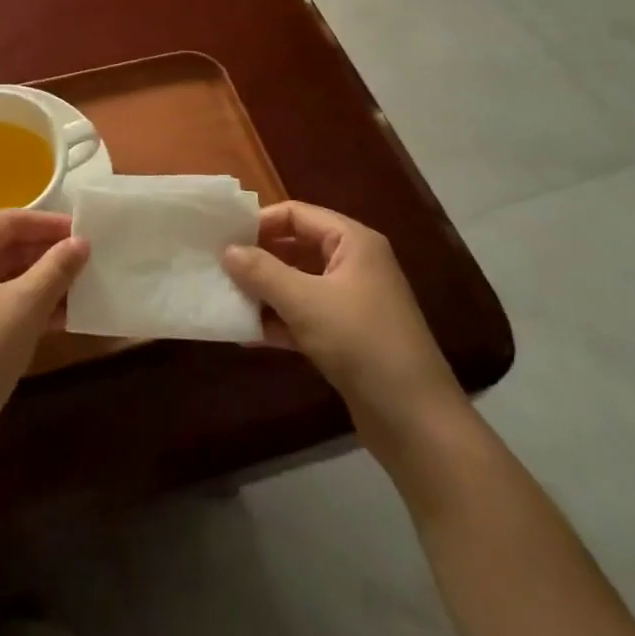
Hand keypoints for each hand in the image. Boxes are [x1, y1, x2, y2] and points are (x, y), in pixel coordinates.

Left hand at [0, 210, 88, 453]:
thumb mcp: (24, 306)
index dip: (49, 224)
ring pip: (5, 279)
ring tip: (84, 285)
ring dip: (43, 282)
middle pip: (5, 248)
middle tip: (89, 258)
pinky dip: (28, 307)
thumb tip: (82, 241)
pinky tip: (64, 316)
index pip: (8, 221)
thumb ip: (56, 269)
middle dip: (48, 254)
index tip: (85, 230)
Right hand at [222, 201, 461, 427]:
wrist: (416, 421)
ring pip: (297, 284)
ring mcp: (351, 302)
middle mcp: (353, 264)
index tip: (223, 239)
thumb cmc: (361, 343)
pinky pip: (304, 316)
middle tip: (218, 268)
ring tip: (225, 300)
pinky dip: (279, 321)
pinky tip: (246, 335)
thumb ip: (262, 272)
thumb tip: (226, 250)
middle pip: (296, 247)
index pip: (297, 214)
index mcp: (352, 242)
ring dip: (264, 292)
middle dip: (258, 258)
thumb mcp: (305, 302)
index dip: (259, 222)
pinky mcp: (346, 336)